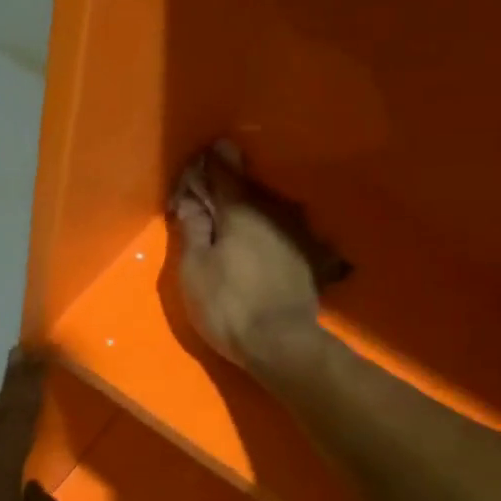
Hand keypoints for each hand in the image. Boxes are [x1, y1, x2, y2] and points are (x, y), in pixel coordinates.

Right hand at [170, 142, 325, 373]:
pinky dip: (268, 230)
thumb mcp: (194, 269)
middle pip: (247, 189)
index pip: (223, 172)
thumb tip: (192, 200)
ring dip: (250, 208)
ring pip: (268, 209)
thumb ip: (193, 229)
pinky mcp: (308, 258)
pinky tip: (260, 242)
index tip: (202, 156)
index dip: (208, 164)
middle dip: (228, 186)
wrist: (281, 344)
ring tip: (233, 217)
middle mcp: (273, 212)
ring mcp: (296, 234)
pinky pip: (281, 231)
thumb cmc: (227, 305)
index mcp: (241, 210)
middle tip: (210, 191)